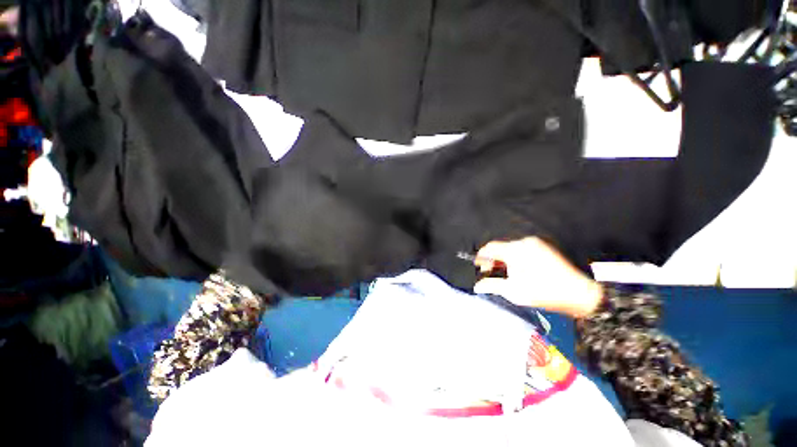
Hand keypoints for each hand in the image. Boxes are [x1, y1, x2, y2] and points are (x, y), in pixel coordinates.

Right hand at [472, 237, 602, 317]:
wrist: (578, 294)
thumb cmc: (544, 292)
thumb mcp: (513, 291)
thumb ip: (491, 285)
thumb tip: (477, 286)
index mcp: (514, 250)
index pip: (490, 248)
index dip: (481, 256)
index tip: (478, 265)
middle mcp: (524, 243)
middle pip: (500, 248)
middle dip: (493, 260)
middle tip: (491, 272)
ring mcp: (536, 244)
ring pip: (511, 248)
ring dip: (504, 259)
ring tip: (506, 273)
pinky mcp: (544, 248)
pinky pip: (523, 249)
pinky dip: (516, 257)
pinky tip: (519, 270)